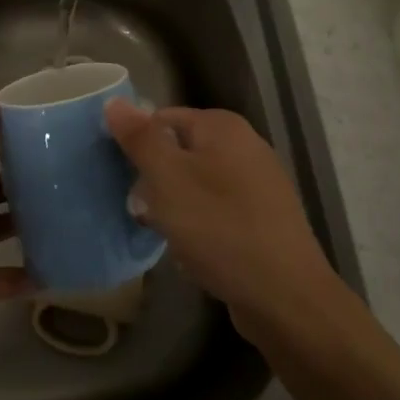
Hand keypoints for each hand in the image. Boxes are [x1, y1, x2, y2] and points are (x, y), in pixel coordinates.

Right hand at [105, 99, 341, 337]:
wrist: (284, 297)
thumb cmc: (219, 228)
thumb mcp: (168, 179)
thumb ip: (140, 139)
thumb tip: (115, 101)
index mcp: (223, 127)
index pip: (162, 118)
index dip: (137, 144)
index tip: (122, 177)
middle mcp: (245, 146)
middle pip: (179, 152)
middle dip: (155, 181)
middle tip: (143, 211)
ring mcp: (258, 184)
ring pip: (195, 186)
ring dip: (174, 209)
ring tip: (165, 235)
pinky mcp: (262, 220)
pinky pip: (216, 213)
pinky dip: (199, 228)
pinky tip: (192, 254)